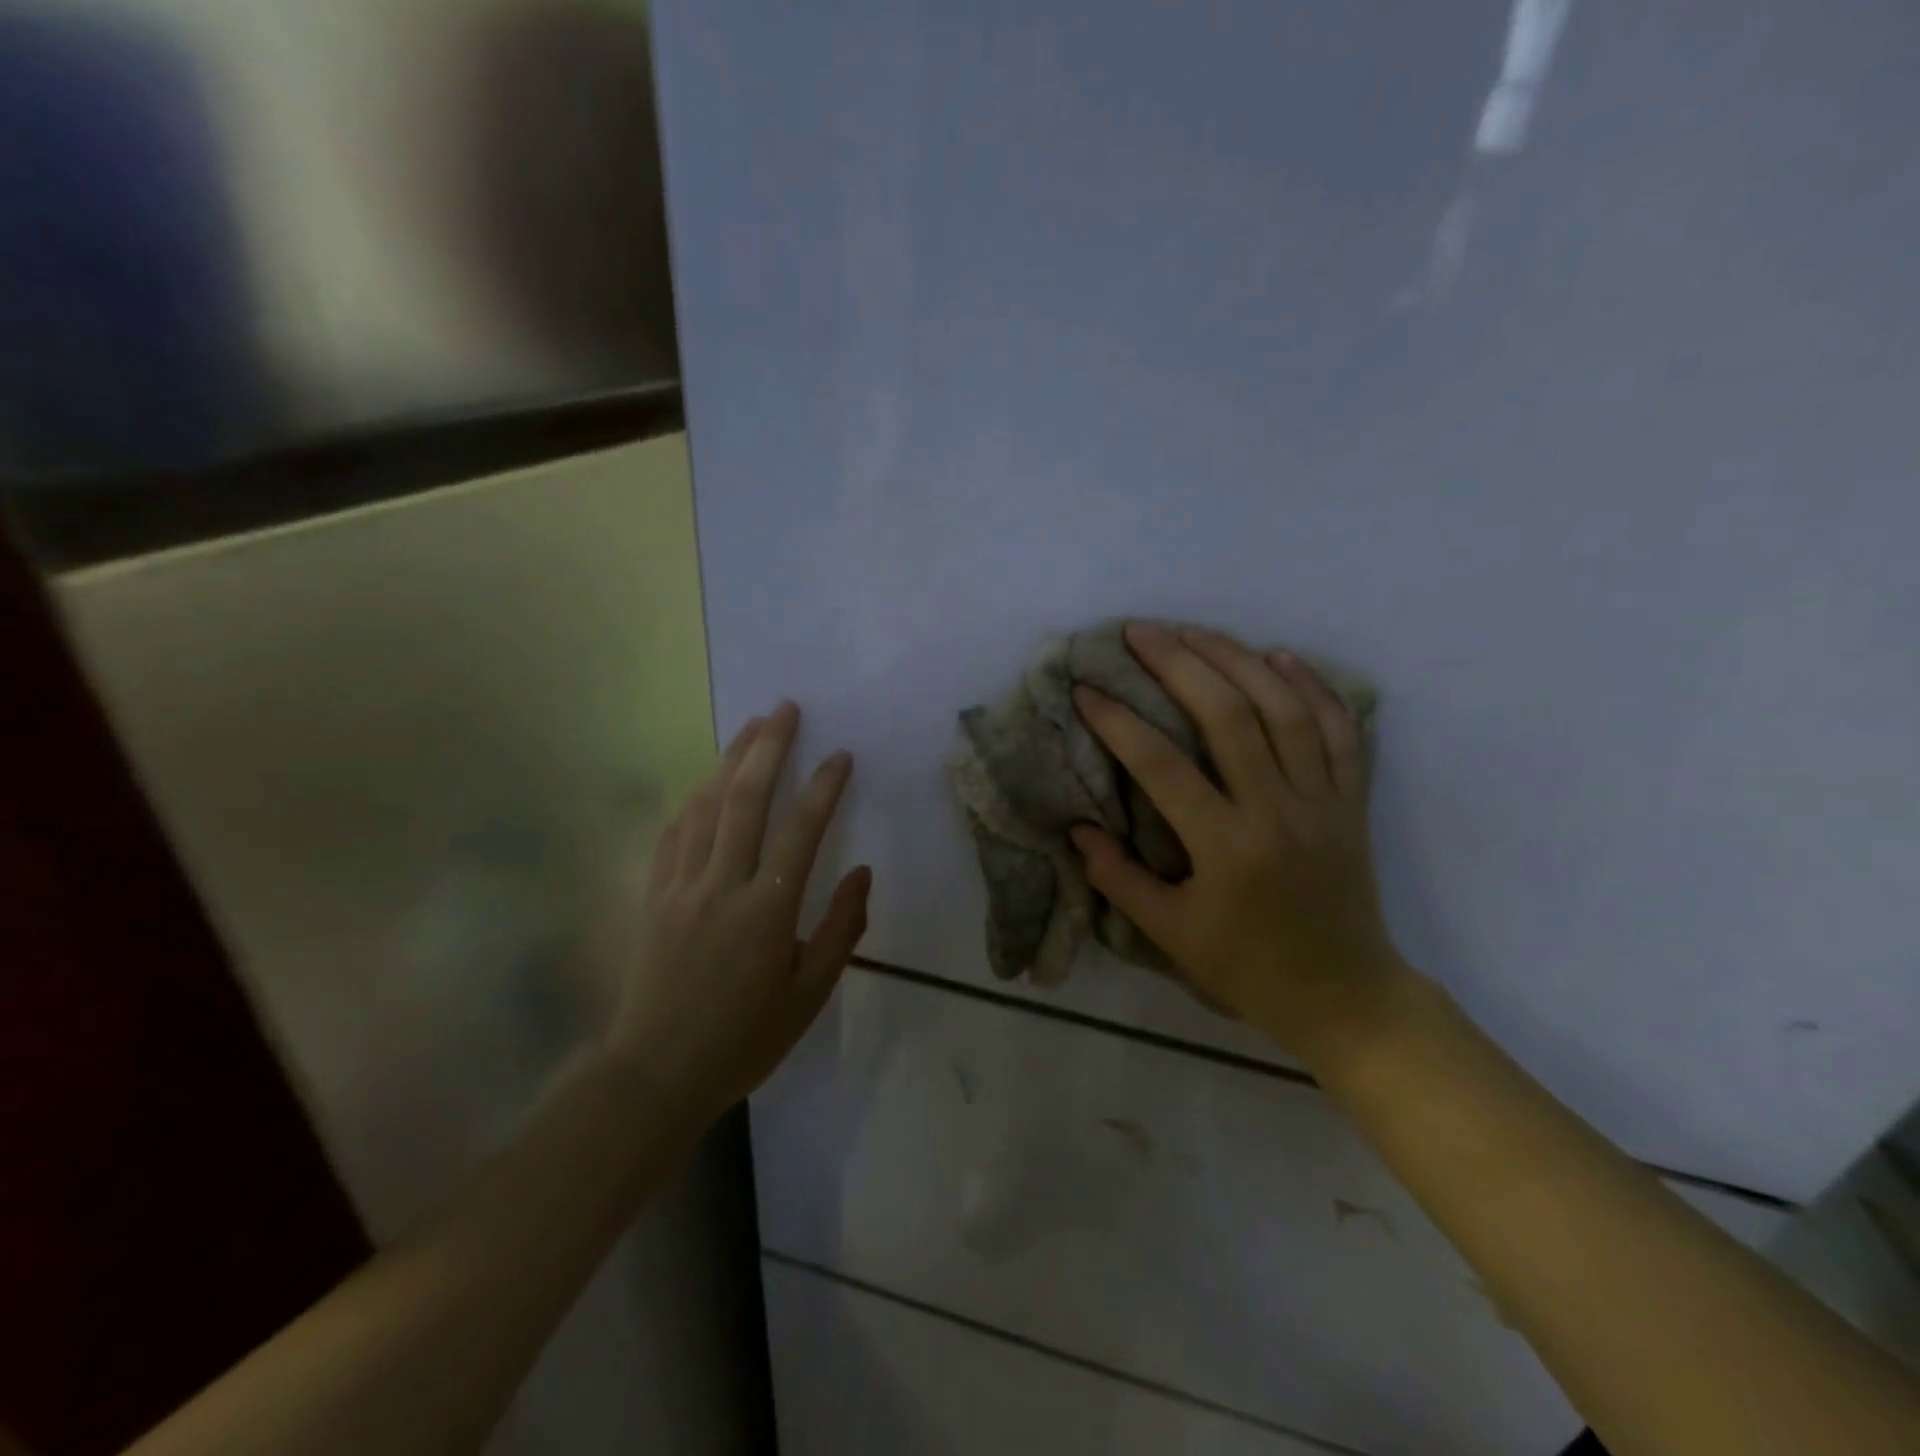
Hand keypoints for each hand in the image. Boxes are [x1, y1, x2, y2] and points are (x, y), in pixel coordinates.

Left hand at [598, 703, 870, 1123]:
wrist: (656, 1073)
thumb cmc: (744, 1038)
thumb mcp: (810, 994)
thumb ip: (841, 929)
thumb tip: (863, 874)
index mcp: (766, 910)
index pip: (800, 831)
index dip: (823, 787)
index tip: (840, 755)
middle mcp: (721, 885)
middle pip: (745, 799)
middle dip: (768, 747)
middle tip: (786, 708)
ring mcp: (680, 887)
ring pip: (705, 807)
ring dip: (729, 760)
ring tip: (750, 726)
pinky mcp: (653, 896)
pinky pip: (673, 834)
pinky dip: (693, 800)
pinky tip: (705, 783)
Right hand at [1071, 623, 1405, 1062]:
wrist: (1345, 995)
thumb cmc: (1247, 968)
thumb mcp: (1170, 934)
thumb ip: (1118, 879)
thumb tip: (1079, 828)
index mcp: (1226, 846)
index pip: (1162, 766)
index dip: (1118, 722)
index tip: (1085, 690)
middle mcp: (1277, 809)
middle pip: (1227, 715)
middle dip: (1178, 664)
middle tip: (1139, 631)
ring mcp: (1322, 800)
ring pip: (1283, 709)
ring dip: (1237, 660)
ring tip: (1195, 631)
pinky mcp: (1351, 801)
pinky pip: (1339, 731)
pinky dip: (1313, 687)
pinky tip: (1281, 656)